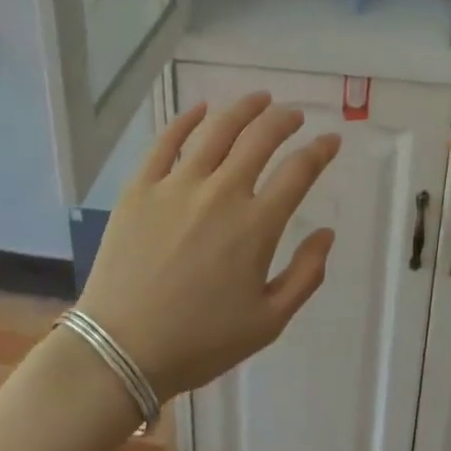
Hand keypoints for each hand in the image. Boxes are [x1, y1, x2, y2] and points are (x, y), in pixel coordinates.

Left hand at [76, 92, 341, 400]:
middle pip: (261, 138)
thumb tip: (327, 234)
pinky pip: (166, 141)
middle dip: (285, 120)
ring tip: (259, 99)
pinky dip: (187, 119)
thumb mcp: (268, 323)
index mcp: (256, 226)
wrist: (120, 351)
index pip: (299, 171)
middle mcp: (221, 193)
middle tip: (294, 115)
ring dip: (244, 108)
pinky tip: (201, 108)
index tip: (330, 140)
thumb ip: (306, 275)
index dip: (320, 150)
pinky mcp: (141, 187)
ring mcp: (178, 185)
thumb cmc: (199, 342)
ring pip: (218, 130)